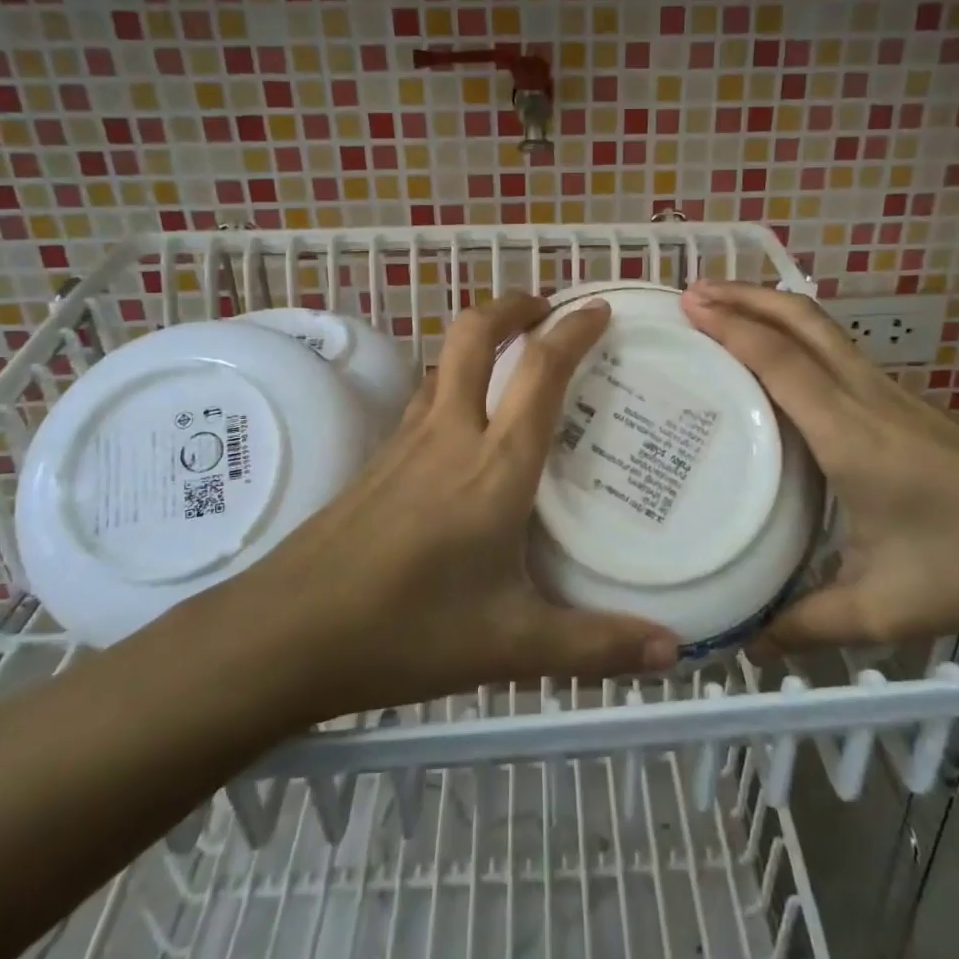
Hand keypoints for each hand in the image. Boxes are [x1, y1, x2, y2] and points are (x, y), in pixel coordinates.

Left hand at [225, 293, 679, 720]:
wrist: (286, 635)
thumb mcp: (511, 646)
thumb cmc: (406, 632)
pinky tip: (465, 423)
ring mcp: (406, 442)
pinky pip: (424, 397)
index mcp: (495, 466)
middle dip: (514, 306)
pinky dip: (454, 379)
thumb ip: (595, 646)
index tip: (599, 310)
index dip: (573, 331)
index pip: (540, 372)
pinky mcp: (377, 459)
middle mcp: (450, 434)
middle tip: (548, 310)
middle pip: (475, 334)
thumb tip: (672, 652)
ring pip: (443, 359)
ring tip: (514, 357)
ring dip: (481, 338)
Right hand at [680, 280, 958, 647]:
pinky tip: (782, 363)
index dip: (732, 327)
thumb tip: (749, 641)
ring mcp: (893, 395)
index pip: (781, 362)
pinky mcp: (908, 405)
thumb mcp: (884, 607)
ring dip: (771, 309)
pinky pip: (839, 353)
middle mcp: (868, 398)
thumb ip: (809, 623)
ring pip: (823, 330)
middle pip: (803, 321)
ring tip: (726, 310)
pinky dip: (797, 336)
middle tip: (695, 291)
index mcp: (851, 434)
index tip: (688, 304)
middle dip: (746, 295)